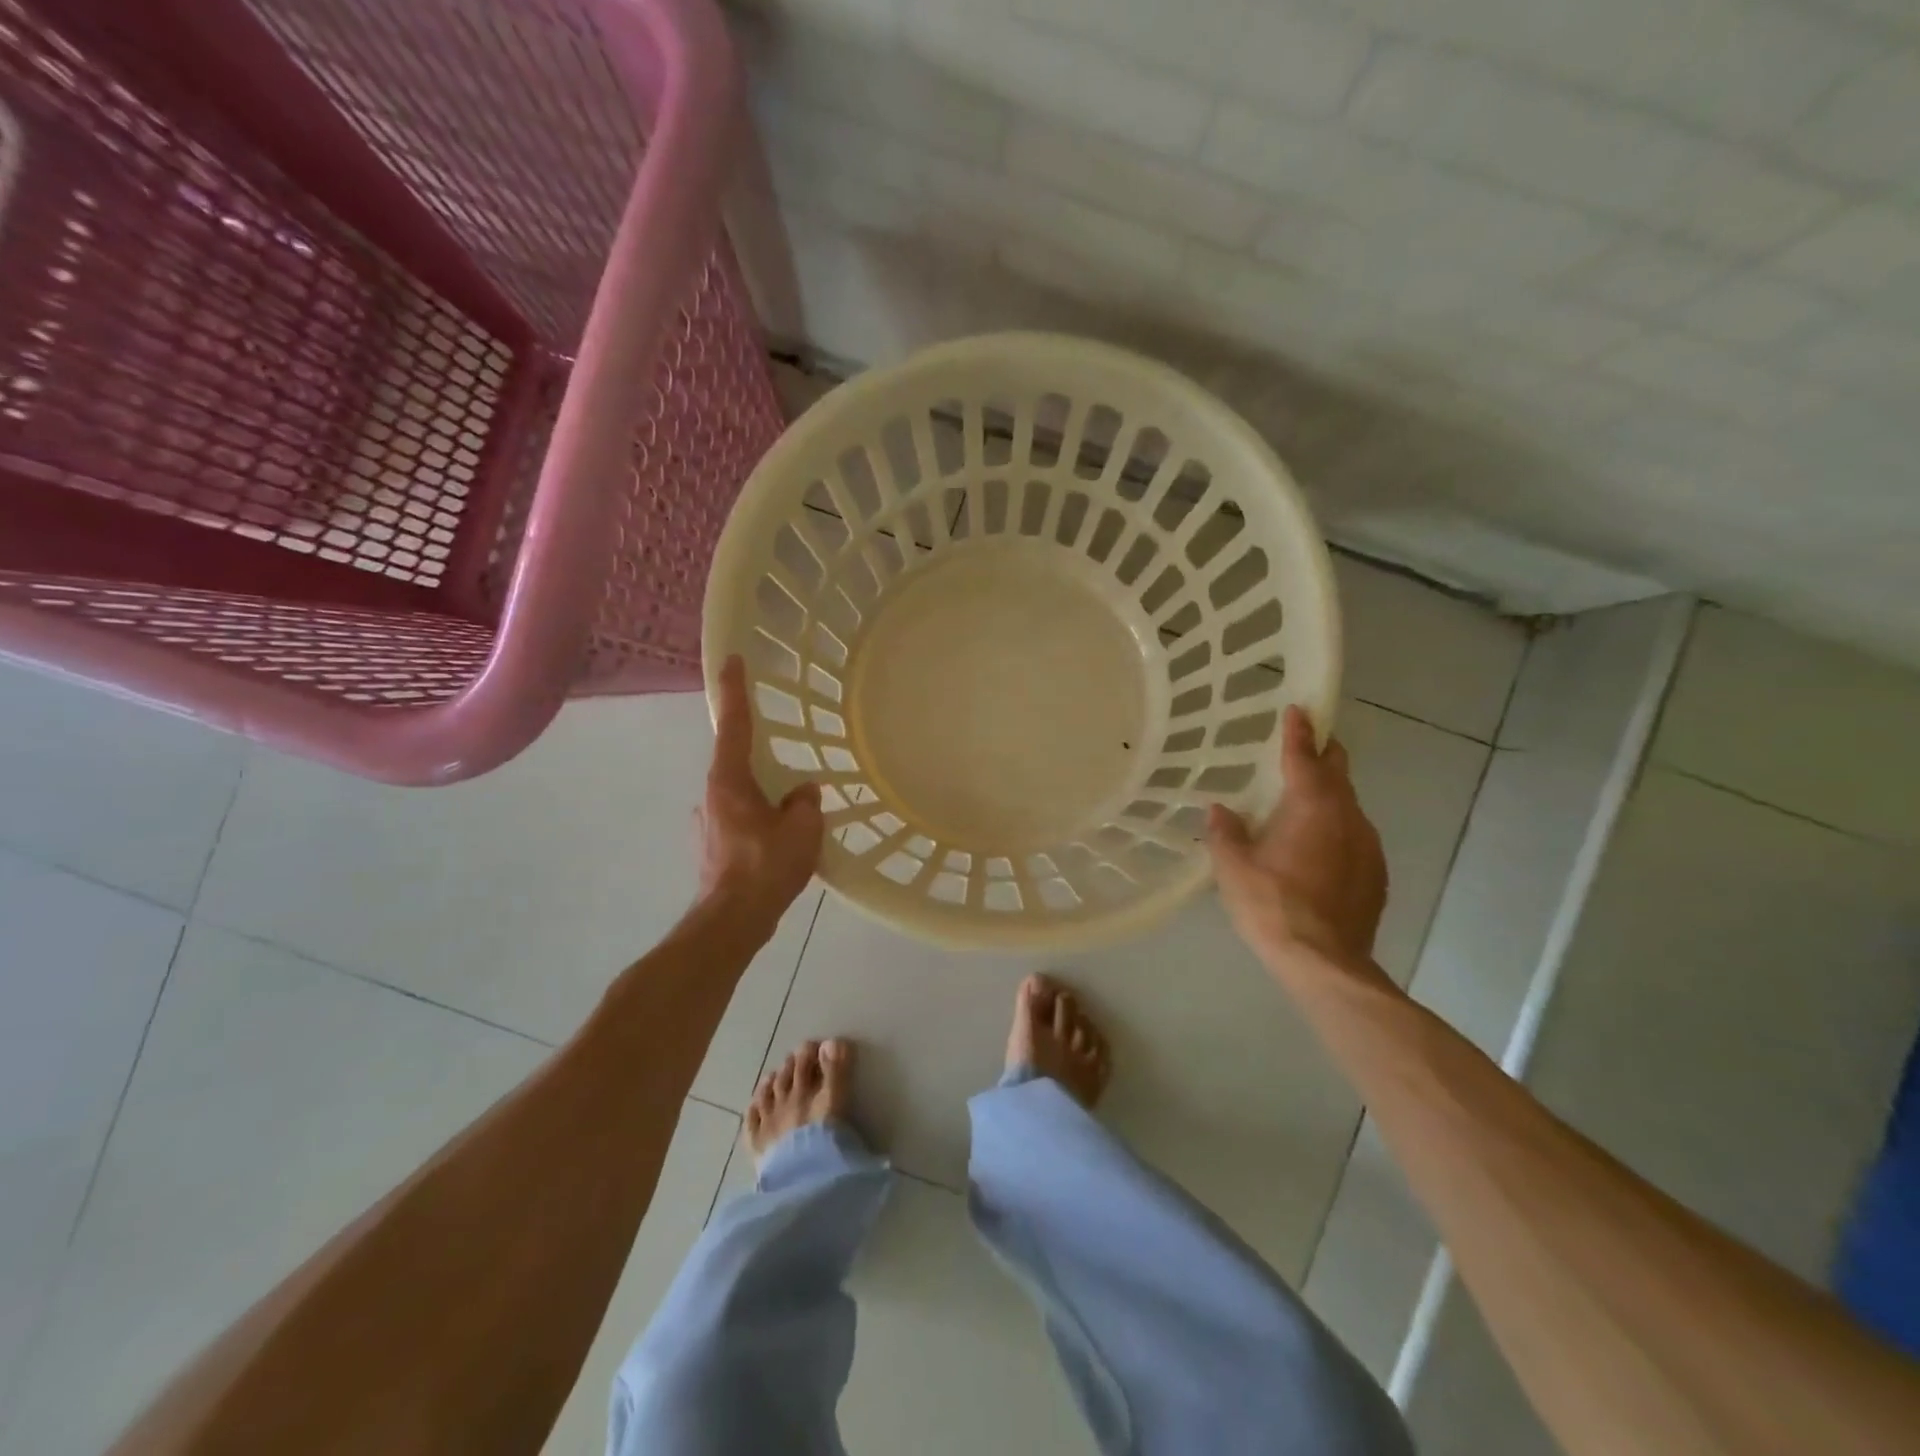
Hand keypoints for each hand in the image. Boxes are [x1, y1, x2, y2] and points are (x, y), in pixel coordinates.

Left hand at [699, 656, 823, 923]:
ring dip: (764, 798)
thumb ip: (805, 803)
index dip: (734, 690)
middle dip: (761, 759)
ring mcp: (709, 822)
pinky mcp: (714, 847)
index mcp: (729, 780)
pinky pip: (742, 821)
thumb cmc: (765, 868)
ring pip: (742, 796)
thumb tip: (803, 793)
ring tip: (793, 815)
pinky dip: (761, 822)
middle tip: (788, 765)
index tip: (733, 660)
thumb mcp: (801, 830)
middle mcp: (712, 794)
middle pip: (737, 763)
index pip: (734, 724)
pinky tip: (781, 843)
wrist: (731, 922)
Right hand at [1207, 705, 1386, 969]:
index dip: (1299, 732)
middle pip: (1339, 773)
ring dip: (1330, 797)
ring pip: (1349, 807)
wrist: (1325, 962)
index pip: (1305, 757)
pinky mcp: (1377, 874)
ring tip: (1304, 804)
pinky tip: (1318, 850)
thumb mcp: (1233, 868)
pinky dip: (1337, 830)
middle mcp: (1348, 817)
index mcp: (1312, 807)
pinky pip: (1355, 837)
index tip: (1298, 709)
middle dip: (1324, 755)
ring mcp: (1368, 846)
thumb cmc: (1272, 906)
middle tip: (1306, 745)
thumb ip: (1226, 833)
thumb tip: (1220, 810)